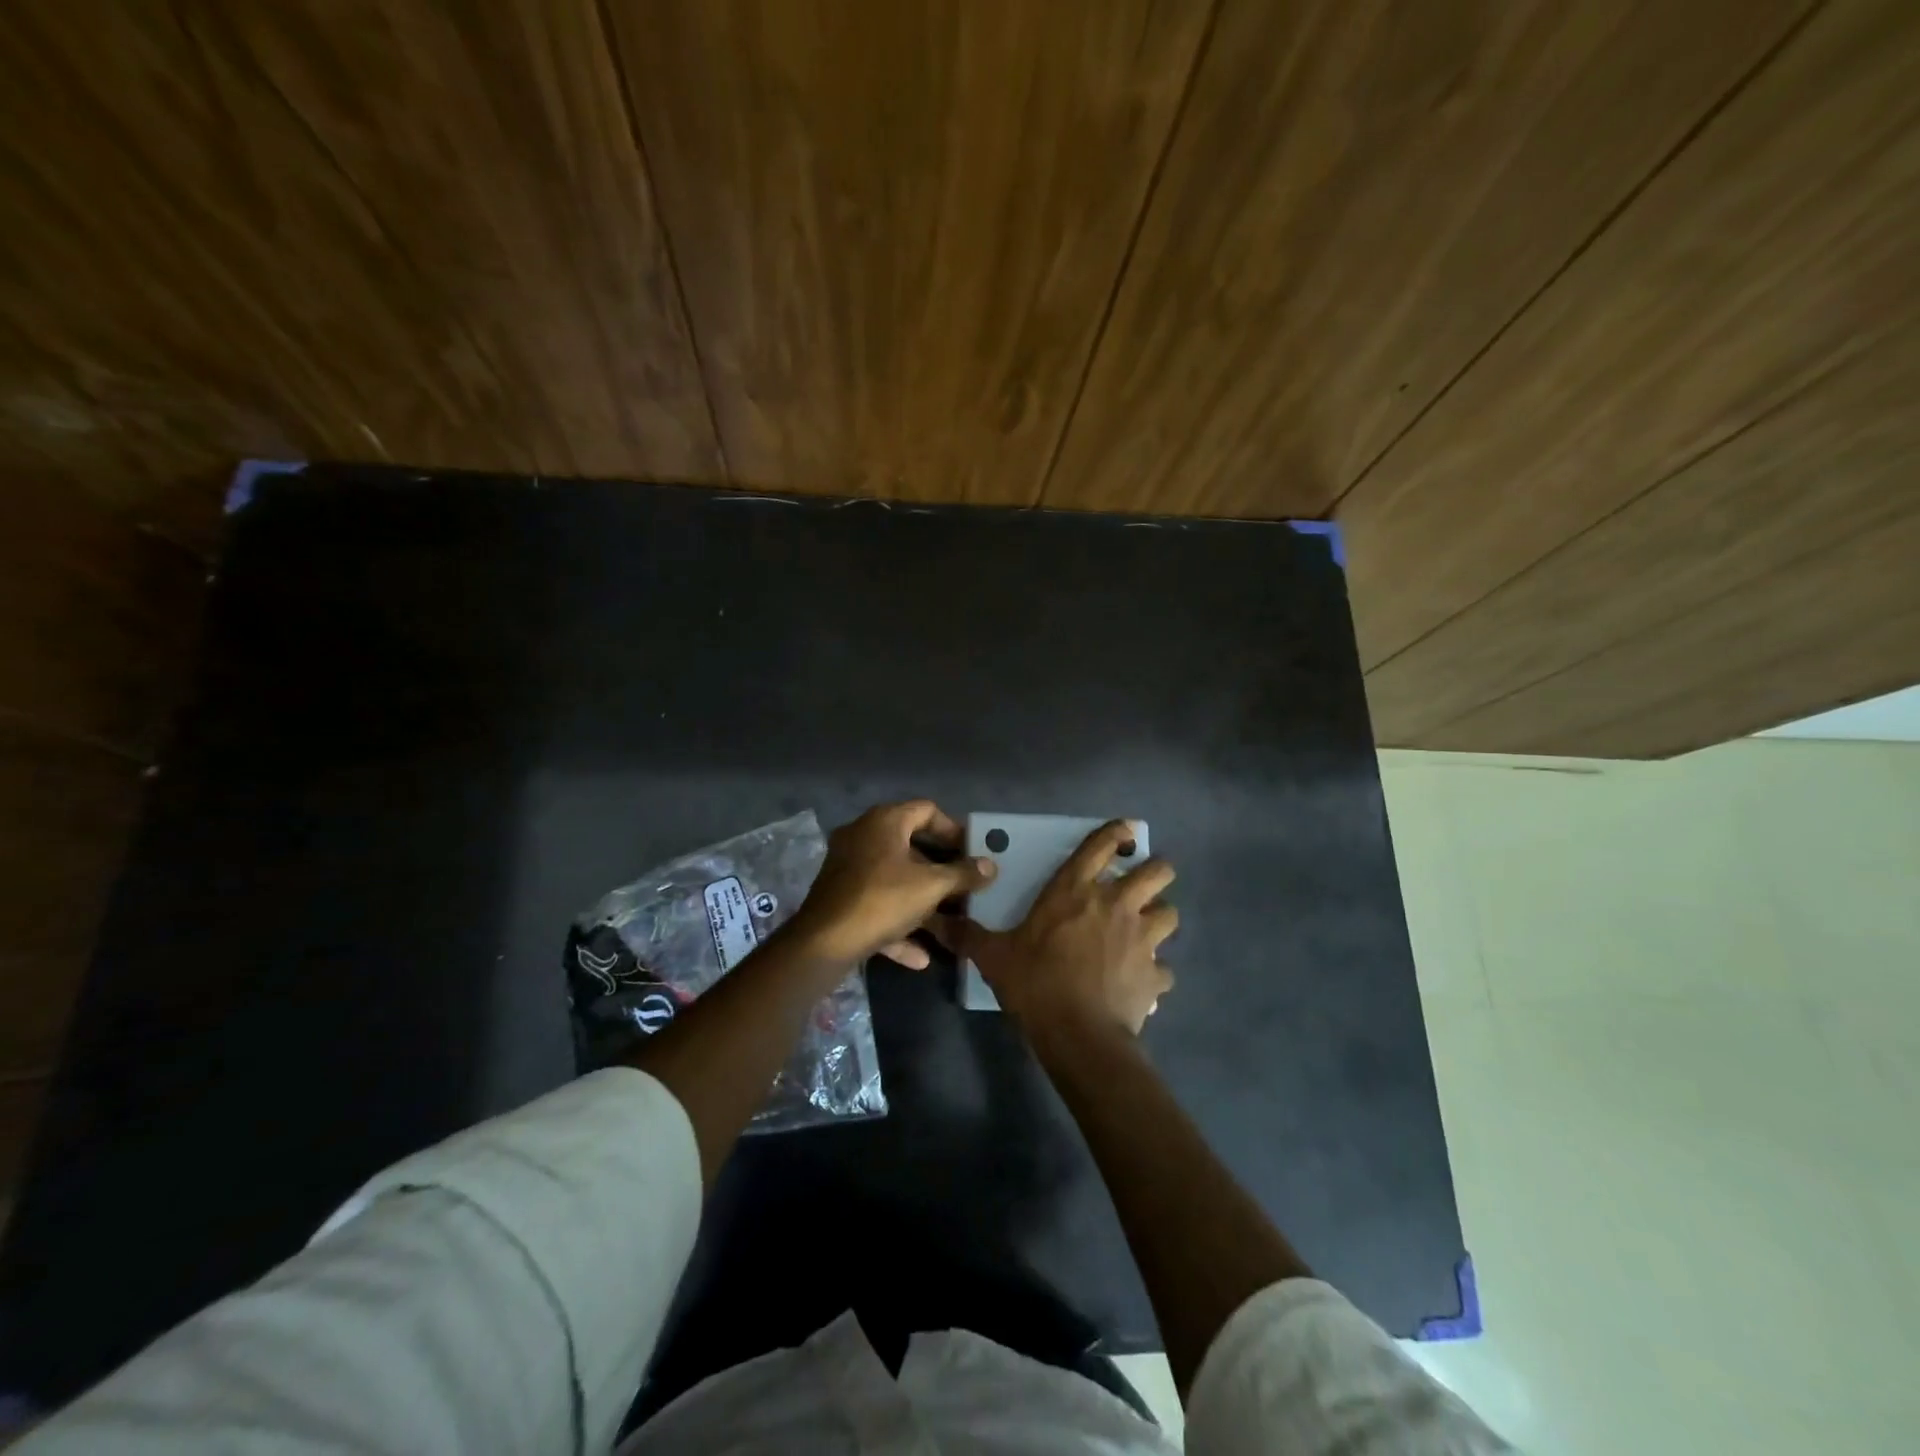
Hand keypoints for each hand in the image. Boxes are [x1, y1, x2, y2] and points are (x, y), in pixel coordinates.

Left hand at [786, 800, 995, 968]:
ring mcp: (848, 867)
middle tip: (964, 885)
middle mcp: (863, 836)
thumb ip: (963, 874)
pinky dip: (898, 924)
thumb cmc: (882, 900)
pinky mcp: (840, 897)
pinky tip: (920, 955)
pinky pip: (877, 904)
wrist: (823, 943)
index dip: (953, 829)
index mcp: (884, 821)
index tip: (972, 852)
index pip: (927, 810)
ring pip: (894, 879)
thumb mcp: (931, 887)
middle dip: (940, 869)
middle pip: (911, 845)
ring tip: (949, 921)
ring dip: (922, 901)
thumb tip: (990, 865)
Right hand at [949, 820, 1175, 1035]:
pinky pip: (1165, 969)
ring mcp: (1142, 938)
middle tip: (1142, 883)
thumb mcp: (994, 957)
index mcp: (1075, 891)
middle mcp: (1116, 904)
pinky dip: (1157, 972)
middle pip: (1158, 871)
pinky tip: (1144, 981)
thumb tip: (935, 921)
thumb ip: (968, 936)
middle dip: (1156, 871)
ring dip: (1160, 918)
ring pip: (1170, 913)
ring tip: (1146, 929)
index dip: (1117, 833)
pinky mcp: (1155, 973)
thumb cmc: (1035, 983)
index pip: (1102, 846)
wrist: (1078, 1033)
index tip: (1125, 831)